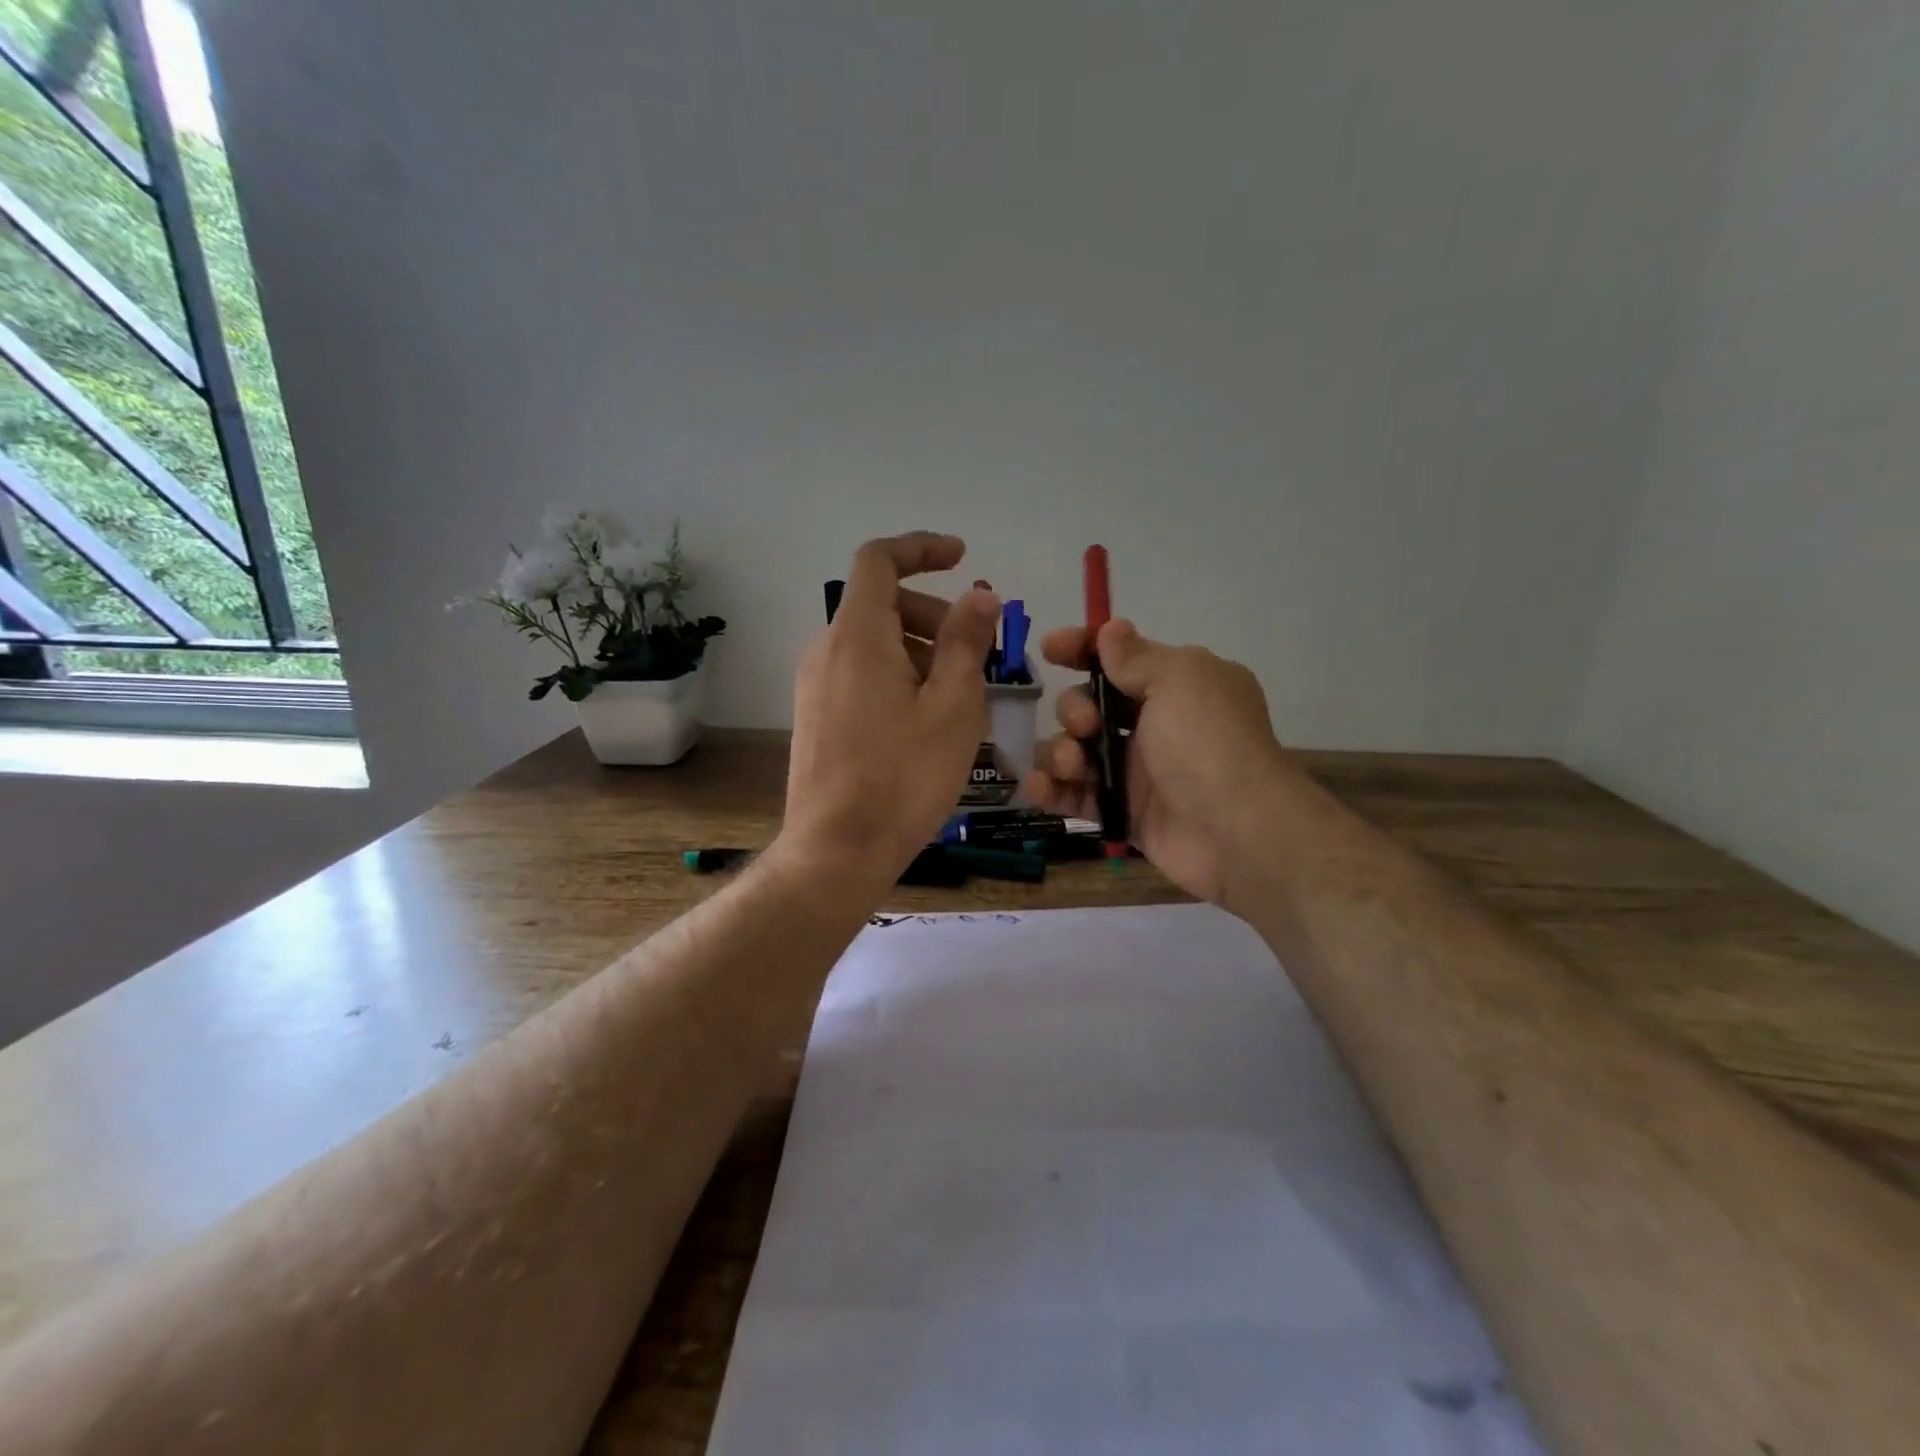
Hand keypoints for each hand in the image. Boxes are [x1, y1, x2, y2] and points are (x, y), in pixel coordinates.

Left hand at [779, 532, 1000, 889]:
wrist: (838, 849)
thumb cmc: (904, 776)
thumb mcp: (953, 706)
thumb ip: (966, 642)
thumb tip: (980, 595)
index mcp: (858, 635)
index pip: (879, 560)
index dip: (921, 548)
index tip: (962, 559)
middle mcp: (826, 649)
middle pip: (882, 603)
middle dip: (934, 614)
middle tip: (977, 654)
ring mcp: (815, 685)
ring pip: (874, 643)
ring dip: (921, 650)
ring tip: (960, 698)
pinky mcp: (815, 716)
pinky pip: (861, 674)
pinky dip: (898, 676)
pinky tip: (927, 722)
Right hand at [1021, 620, 1302, 905]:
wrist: (1234, 831)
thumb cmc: (1207, 743)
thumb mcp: (1178, 680)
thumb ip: (1136, 657)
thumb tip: (1111, 628)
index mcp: (1176, 685)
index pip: (1119, 658)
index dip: (1082, 649)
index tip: (1050, 650)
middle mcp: (1154, 724)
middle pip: (1089, 704)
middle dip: (1074, 709)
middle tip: (1086, 726)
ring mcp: (1135, 770)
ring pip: (1075, 749)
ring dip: (1059, 751)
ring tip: (1070, 766)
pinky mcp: (1119, 811)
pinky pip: (1074, 794)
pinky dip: (1051, 789)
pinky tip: (1040, 788)